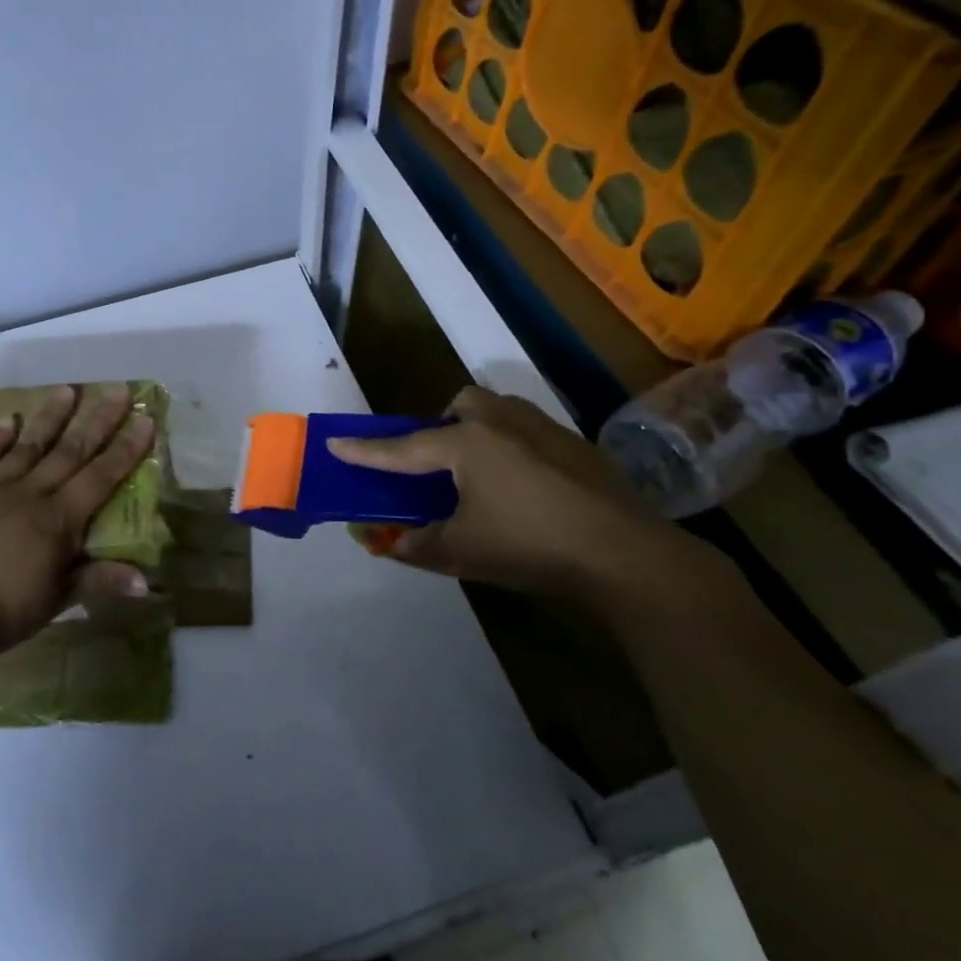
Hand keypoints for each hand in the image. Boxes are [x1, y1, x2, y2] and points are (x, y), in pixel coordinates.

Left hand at [0, 384, 155, 662]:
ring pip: (30, 445)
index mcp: (59, 519)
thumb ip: (99, 581)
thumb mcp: (57, 599)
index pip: (101, 476)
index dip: (125, 448)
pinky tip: (8, 420)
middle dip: (98, 421)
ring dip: (51, 417)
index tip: (144, 418)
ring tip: (67, 389)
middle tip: (117, 391)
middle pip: (71, 451)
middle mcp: (31, 494)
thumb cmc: (4, 611)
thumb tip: (146, 581)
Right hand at [327, 386, 721, 613]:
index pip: (402, 448)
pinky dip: (513, 449)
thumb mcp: (460, 552)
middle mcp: (501, 423)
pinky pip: (529, 432)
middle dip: (442, 427)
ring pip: (499, 412)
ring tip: (482, 476)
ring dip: (479, 432)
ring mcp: (544, 429)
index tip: (335, 442)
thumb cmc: (529, 546)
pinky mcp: (577, 446)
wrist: (625, 555)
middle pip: (459, 405)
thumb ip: (416, 544)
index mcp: (466, 443)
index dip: (366, 450)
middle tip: (439, 467)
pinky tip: (526, 489)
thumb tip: (386, 542)